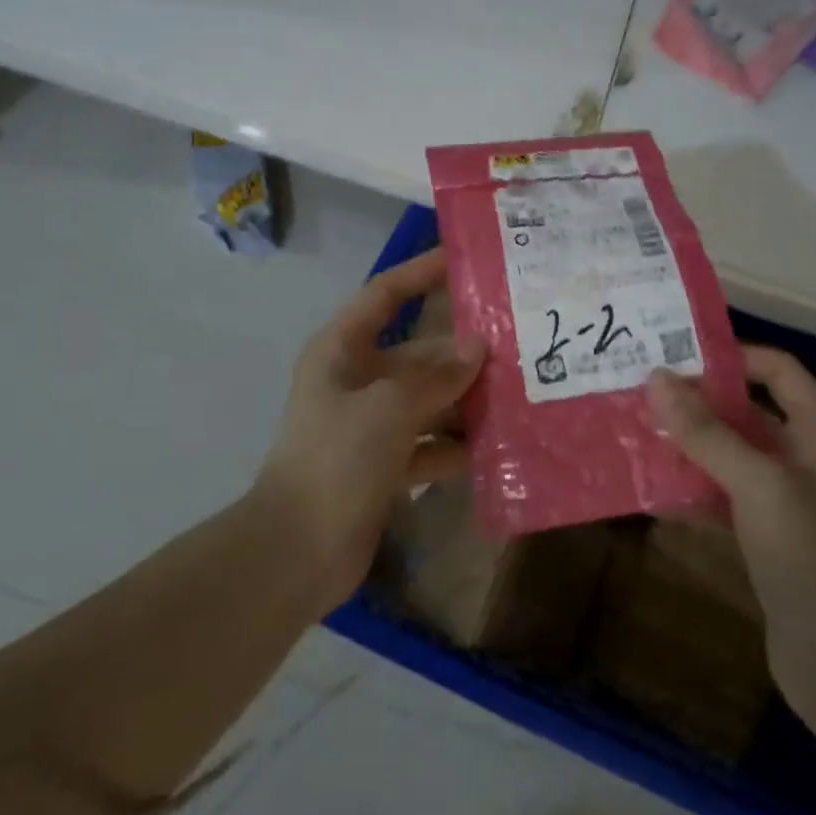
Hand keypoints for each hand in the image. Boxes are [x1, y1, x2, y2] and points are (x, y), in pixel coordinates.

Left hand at [253, 248, 485, 607]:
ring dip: (466, 399)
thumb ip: (436, 377)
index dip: (421, 272)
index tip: (464, 260)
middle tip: (517, 343)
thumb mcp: (388, 408)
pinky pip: (429, 443)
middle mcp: (357, 380)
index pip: (385, 294)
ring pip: (428, 399)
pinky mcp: (384, 465)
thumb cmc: (335, 461)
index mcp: (342, 350)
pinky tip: (497, 447)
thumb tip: (477, 349)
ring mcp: (371, 425)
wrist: (296, 553)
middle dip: (462, 351)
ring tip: (519, 393)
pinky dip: (456, 445)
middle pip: (417, 352)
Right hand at [647, 348, 815, 720]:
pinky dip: (697, 485)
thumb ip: (707, 431)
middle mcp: (810, 459)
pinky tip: (657, 484)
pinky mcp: (771, 536)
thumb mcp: (757, 484)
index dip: (733, 357)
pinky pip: (729, 493)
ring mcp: (791, 500)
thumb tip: (657, 379)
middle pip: (752, 411)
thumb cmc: (808, 557)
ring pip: (736, 454)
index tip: (678, 357)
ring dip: (694, 443)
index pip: (779, 370)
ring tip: (642, 429)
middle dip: (702, 401)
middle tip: (648, 391)